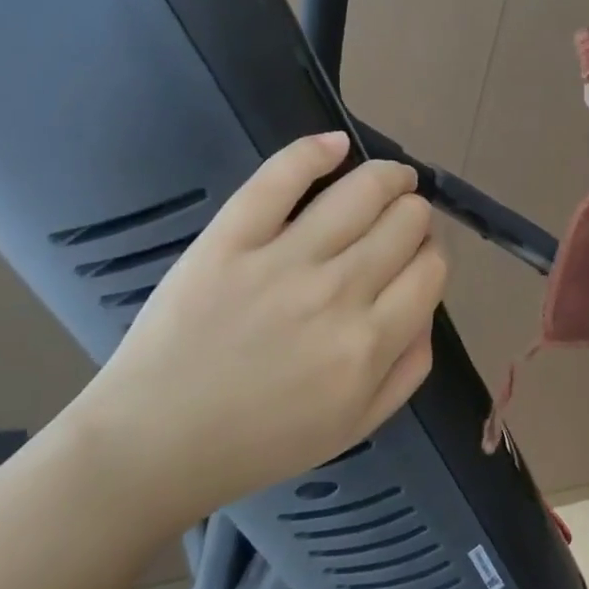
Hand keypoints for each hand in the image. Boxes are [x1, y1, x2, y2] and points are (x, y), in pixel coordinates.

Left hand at [63, 132, 446, 536]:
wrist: (156, 443)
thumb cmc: (260, 442)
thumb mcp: (355, 426)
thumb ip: (409, 369)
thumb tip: (427, 309)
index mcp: (369, 344)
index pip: (430, 270)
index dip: (432, 256)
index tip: (417, 259)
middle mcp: (337, 293)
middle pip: (405, 223)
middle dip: (414, 217)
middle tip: (401, 223)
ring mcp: (281, 260)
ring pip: (361, 191)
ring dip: (388, 177)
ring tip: (390, 178)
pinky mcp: (230, 239)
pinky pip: (280, 177)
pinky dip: (315, 151)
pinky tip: (336, 145)